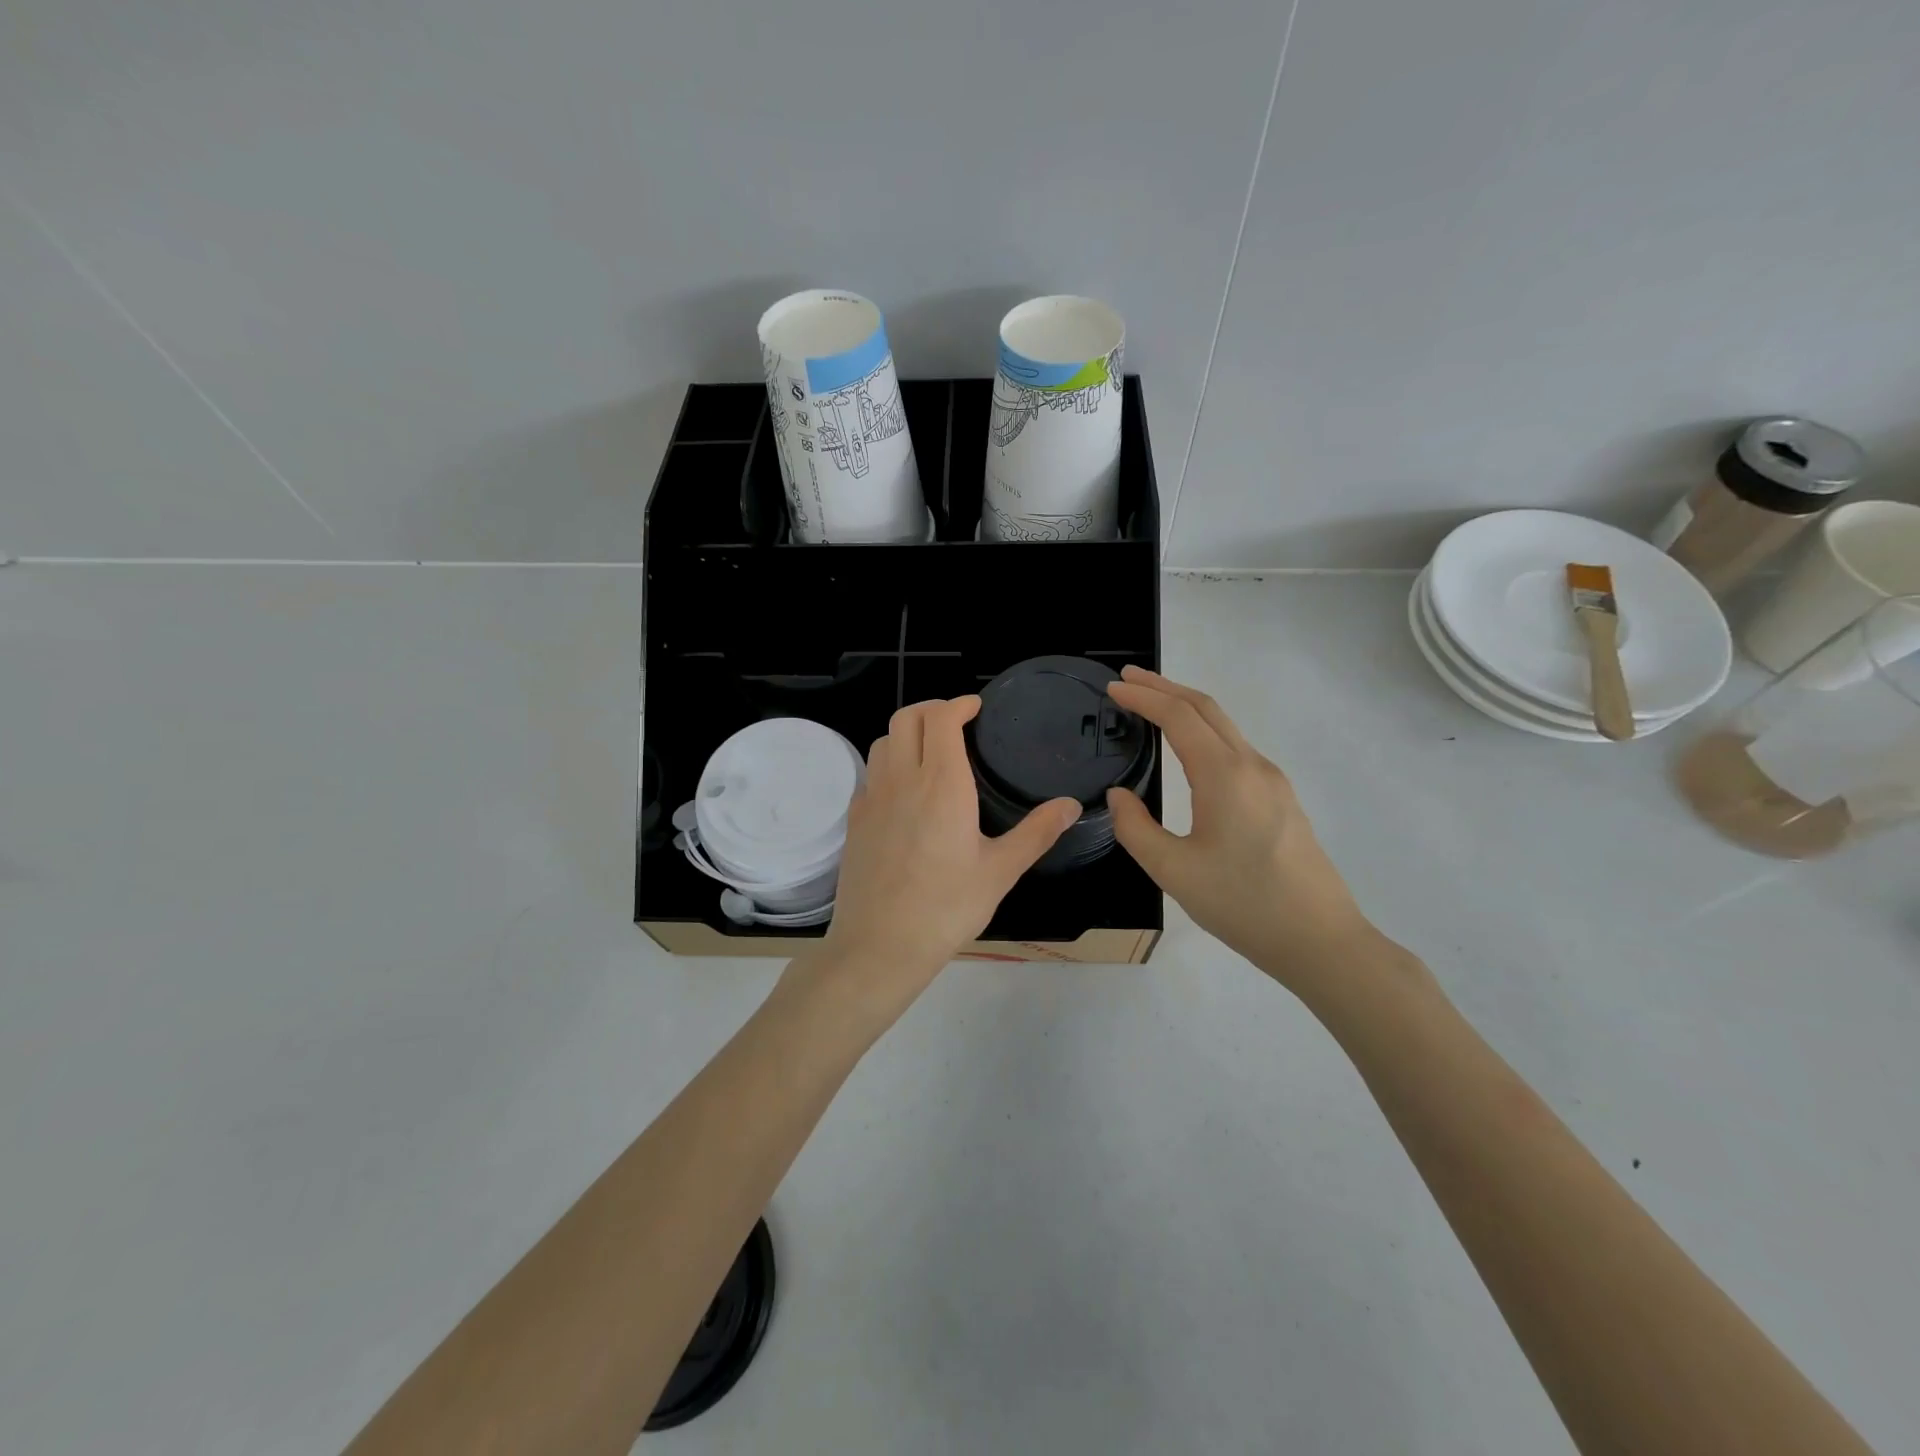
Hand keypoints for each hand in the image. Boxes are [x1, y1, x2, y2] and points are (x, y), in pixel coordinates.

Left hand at [802, 697, 1079, 1025]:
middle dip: (931, 708)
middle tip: (955, 721)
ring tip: (930, 751)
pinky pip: (870, 774)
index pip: (941, 719)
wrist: (879, 946)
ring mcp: (872, 798)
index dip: (958, 704)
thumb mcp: (1000, 871)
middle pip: (906, 718)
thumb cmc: (946, 908)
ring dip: (907, 733)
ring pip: (883, 742)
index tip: (975, 707)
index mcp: (942, 785)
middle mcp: (903, 780)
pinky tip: (905, 792)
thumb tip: (1071, 805)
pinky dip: (889, 764)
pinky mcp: (855, 820)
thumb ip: (1037, 832)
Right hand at [1105, 667, 1374, 989]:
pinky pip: (1236, 747)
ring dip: (1186, 707)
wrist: (1320, 940)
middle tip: (1127, 679)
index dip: (1143, 697)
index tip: (1112, 688)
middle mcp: (1252, 766)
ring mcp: (1272, 781)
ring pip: (1225, 726)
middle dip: (1165, 687)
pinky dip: (1205, 731)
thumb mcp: (1173, 871)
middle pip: (1206, 708)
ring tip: (1152, 705)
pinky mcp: (1281, 799)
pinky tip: (1190, 748)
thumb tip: (1118, 796)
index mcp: (1225, 776)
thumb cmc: (1243, 904)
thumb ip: (1135, 828)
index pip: (1179, 717)